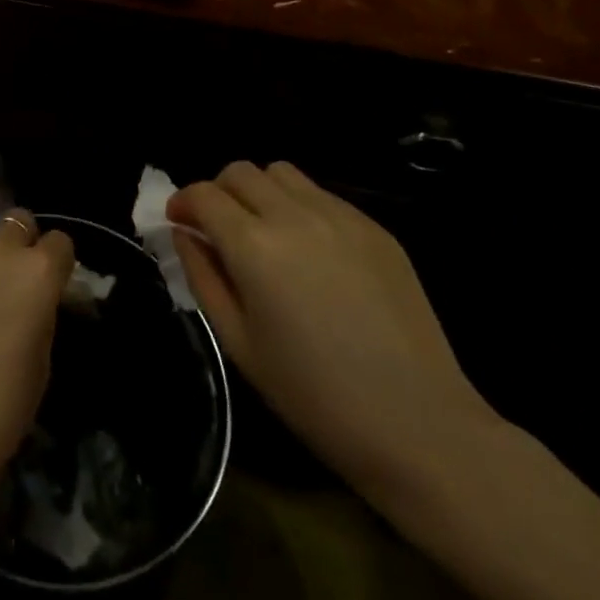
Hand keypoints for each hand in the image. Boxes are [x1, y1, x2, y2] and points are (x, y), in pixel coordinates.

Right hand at [169, 162, 498, 499]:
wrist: (421, 427)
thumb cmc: (315, 397)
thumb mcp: (239, 343)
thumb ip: (203, 276)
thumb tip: (184, 234)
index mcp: (254, 247)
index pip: (203, 194)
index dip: (183, 203)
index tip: (179, 222)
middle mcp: (294, 216)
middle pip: (240, 172)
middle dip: (218, 192)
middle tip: (218, 228)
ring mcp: (340, 217)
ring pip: (281, 173)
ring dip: (259, 191)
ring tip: (264, 232)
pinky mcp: (375, 229)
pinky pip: (322, 195)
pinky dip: (300, 206)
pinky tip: (310, 251)